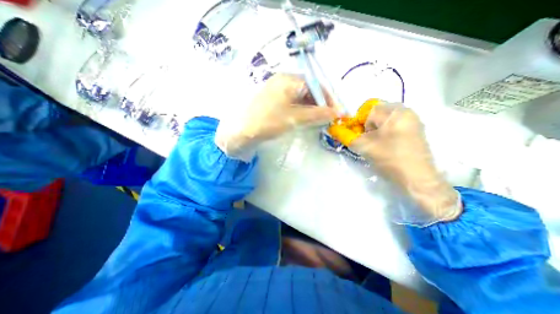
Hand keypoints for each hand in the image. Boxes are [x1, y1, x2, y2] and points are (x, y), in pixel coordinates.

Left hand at [215, 73, 335, 160]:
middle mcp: (283, 80)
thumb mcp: (295, 118)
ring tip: (319, 120)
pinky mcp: (274, 99)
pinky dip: (302, 110)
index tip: (337, 111)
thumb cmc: (268, 122)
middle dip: (321, 104)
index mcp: (288, 80)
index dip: (328, 98)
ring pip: (302, 96)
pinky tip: (306, 118)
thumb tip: (337, 113)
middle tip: (328, 117)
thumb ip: (317, 114)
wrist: (242, 132)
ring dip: (312, 107)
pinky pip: (293, 101)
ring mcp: (278, 90)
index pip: (316, 85)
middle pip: (309, 90)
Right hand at [349, 105, 463, 223]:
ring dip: (375, 129)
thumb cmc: (389, 158)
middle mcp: (405, 111)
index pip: (366, 109)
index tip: (357, 136)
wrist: (417, 178)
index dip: (357, 122)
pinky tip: (386, 144)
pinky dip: (385, 131)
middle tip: (367, 139)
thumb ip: (346, 135)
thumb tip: (334, 129)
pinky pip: (394, 124)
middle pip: (376, 112)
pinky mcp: (415, 129)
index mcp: (393, 111)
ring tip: (376, 143)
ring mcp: (412, 120)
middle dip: (367, 125)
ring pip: (384, 119)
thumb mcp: (363, 146)